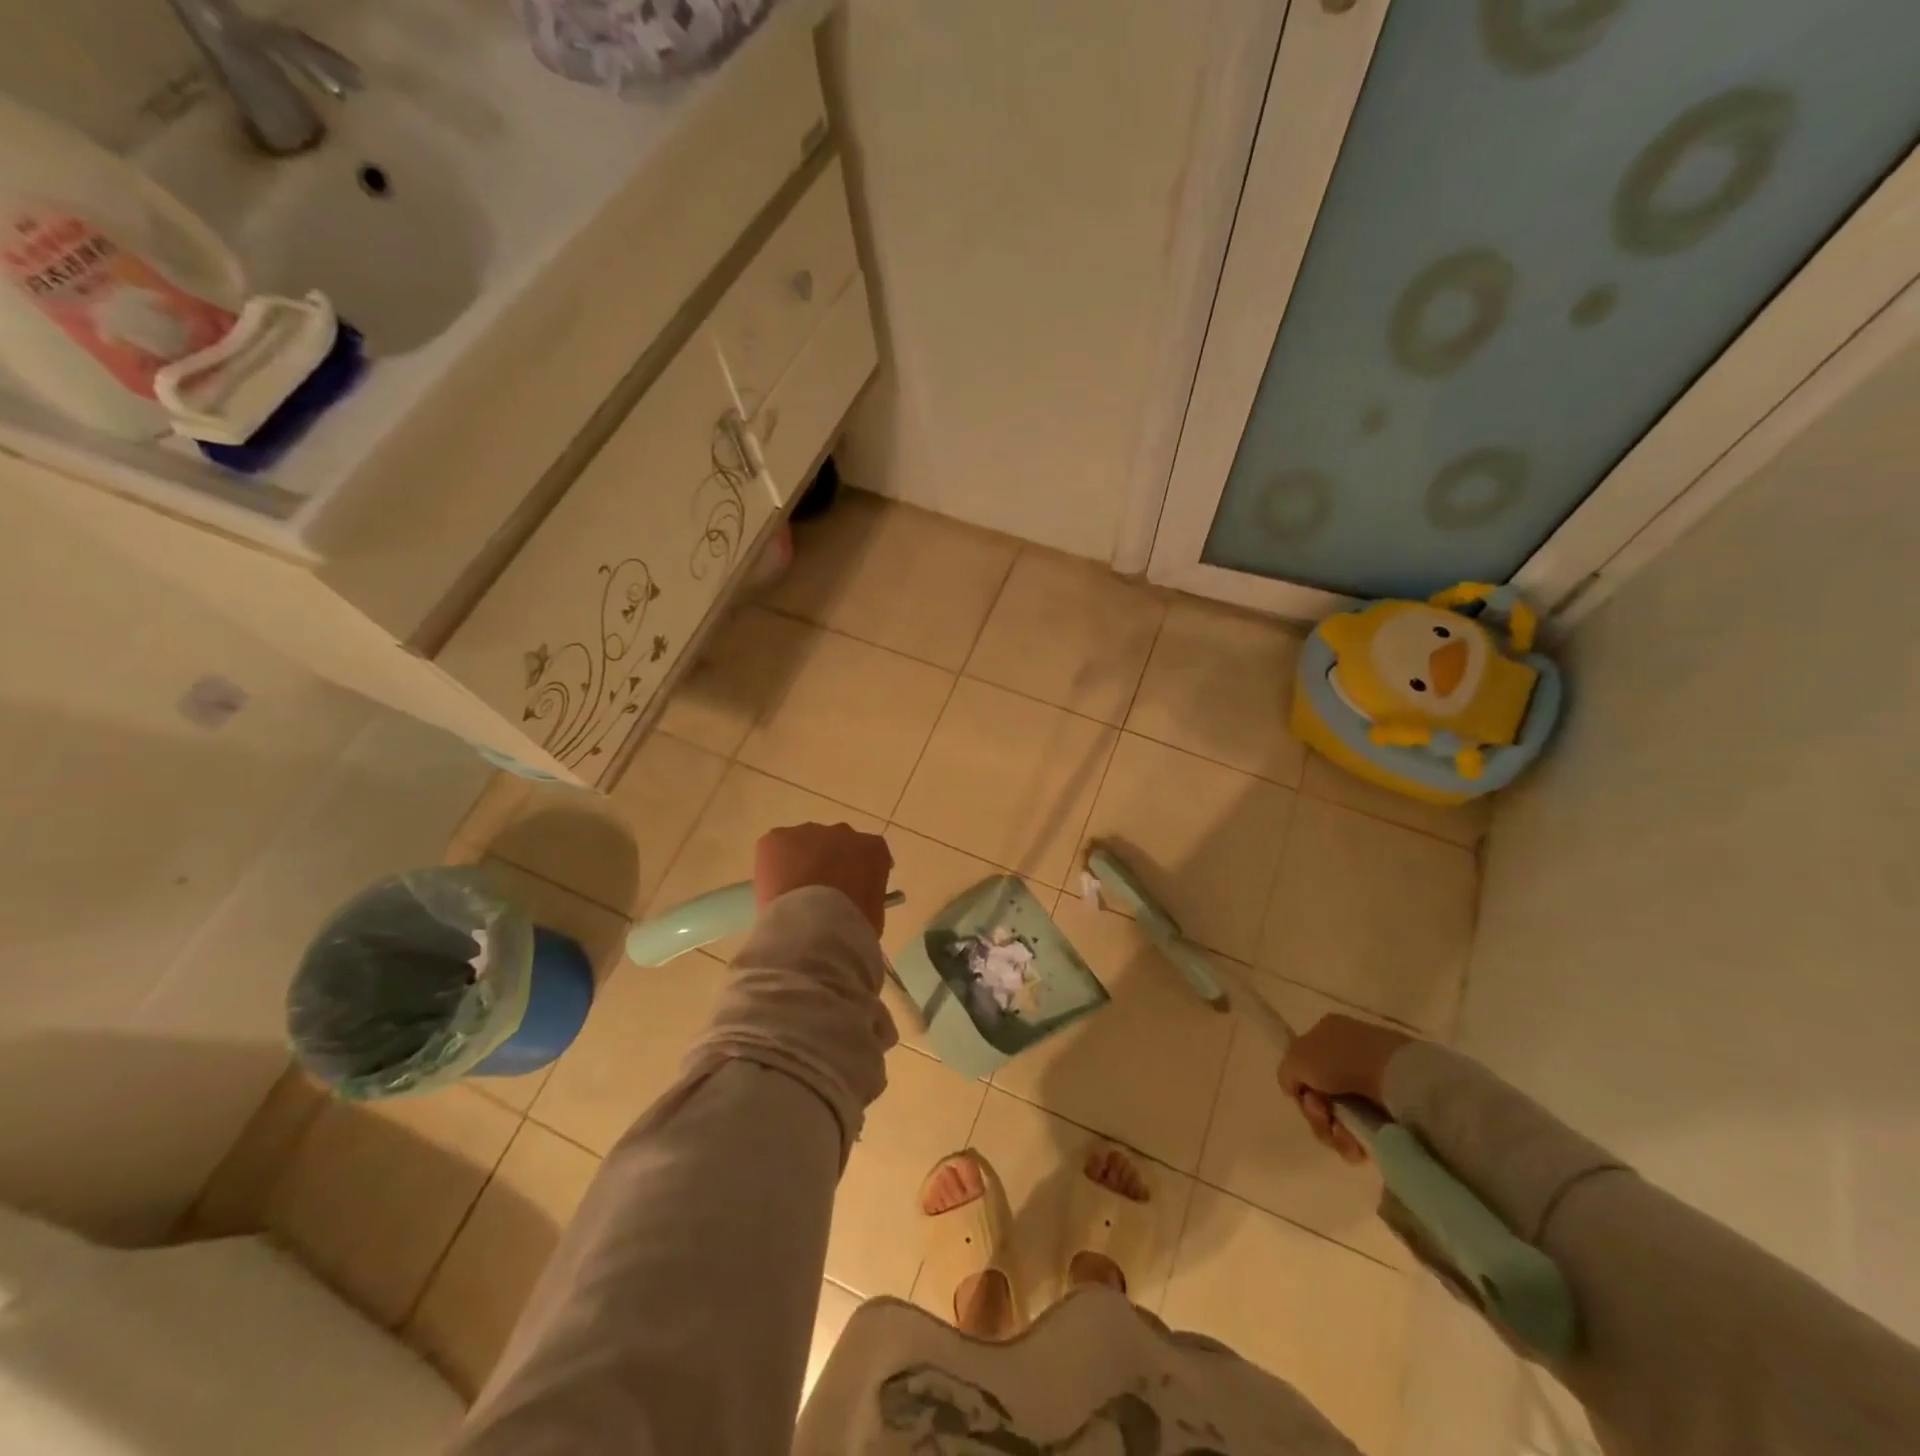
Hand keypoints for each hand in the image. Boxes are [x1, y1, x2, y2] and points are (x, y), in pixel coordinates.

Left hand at [753, 822, 893, 936]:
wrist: (813, 925)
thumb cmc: (851, 925)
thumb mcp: (873, 913)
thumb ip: (866, 897)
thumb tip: (852, 901)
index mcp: (873, 849)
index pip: (868, 854)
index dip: (857, 872)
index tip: (850, 891)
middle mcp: (843, 832)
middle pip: (835, 842)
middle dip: (828, 862)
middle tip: (820, 893)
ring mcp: (808, 832)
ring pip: (803, 843)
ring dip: (800, 862)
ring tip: (793, 894)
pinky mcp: (777, 838)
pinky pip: (774, 848)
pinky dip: (772, 866)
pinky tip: (774, 889)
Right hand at [1277, 1014, 1413, 1163]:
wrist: (1396, 1077)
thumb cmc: (1341, 1059)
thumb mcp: (1296, 1058)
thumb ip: (1286, 1073)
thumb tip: (1294, 1090)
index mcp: (1327, 1033)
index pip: (1304, 1066)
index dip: (1301, 1087)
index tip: (1305, 1098)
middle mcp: (1349, 1055)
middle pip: (1321, 1096)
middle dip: (1316, 1114)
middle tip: (1323, 1117)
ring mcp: (1372, 1082)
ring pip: (1340, 1117)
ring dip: (1333, 1132)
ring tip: (1343, 1137)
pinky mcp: (1392, 1110)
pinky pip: (1363, 1131)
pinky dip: (1355, 1141)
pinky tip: (1356, 1145)